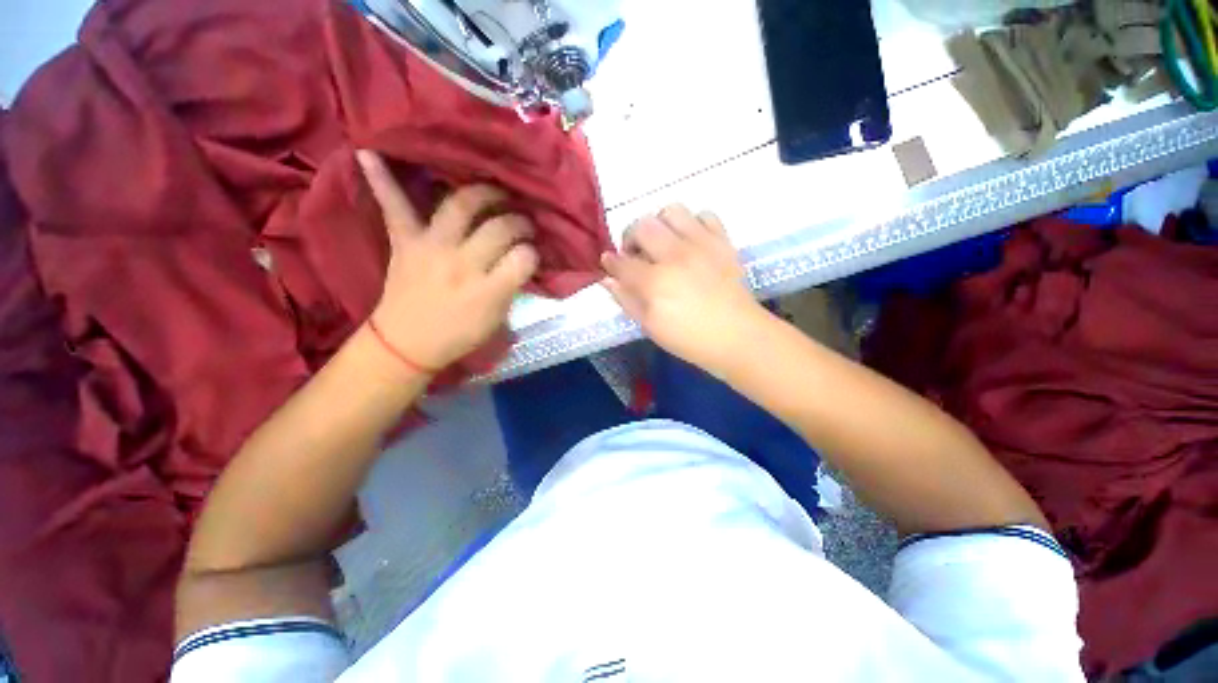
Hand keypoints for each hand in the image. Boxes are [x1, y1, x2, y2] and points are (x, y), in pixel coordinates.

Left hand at [358, 150, 537, 371]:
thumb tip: (523, 258)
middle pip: (500, 228)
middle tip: (523, 224)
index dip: (533, 253)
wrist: (407, 344)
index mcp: (488, 291)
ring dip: (483, 193)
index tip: (532, 254)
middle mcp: (462, 264)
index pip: (524, 258)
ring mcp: (431, 247)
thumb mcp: (496, 319)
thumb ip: (512, 286)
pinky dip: (382, 179)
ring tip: (494, 191)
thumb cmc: (458, 335)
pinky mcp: (405, 242)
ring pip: (461, 206)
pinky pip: (394, 207)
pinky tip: (369, 151)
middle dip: (519, 221)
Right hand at [602, 205, 767, 372]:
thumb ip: (626, 300)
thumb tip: (608, 280)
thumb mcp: (650, 327)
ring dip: (660, 224)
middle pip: (642, 226)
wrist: (737, 336)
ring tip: (662, 243)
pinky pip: (705, 215)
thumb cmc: (689, 338)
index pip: (622, 262)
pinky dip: (692, 223)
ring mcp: (701, 245)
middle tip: (635, 255)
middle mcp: (675, 255)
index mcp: (654, 282)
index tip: (609, 262)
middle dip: (630, 237)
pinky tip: (690, 241)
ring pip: (671, 211)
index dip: (610, 262)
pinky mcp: (723, 242)